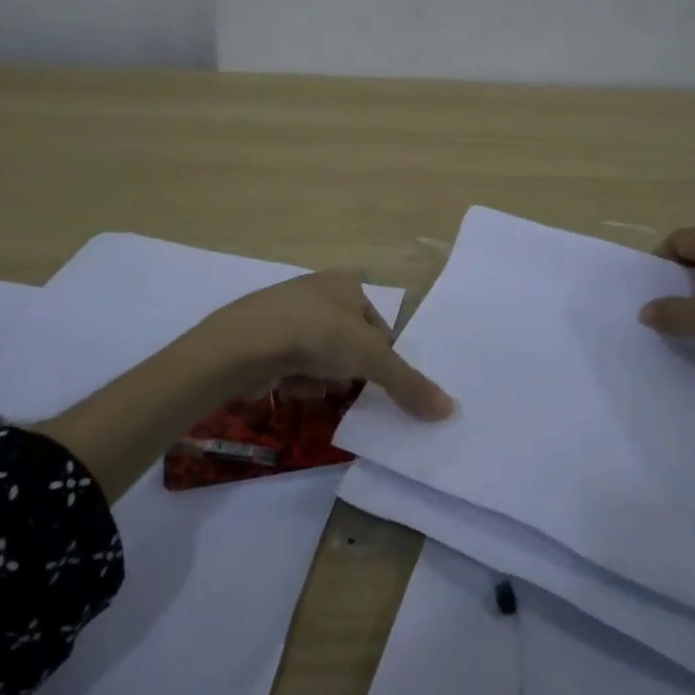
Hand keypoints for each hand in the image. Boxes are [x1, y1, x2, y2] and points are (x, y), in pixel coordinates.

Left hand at [192, 270, 454, 419]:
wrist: (244, 344)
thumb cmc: (316, 336)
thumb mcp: (372, 359)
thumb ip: (409, 384)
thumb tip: (449, 411)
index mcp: (346, 283)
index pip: (378, 325)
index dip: (381, 356)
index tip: (377, 378)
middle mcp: (317, 291)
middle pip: (349, 344)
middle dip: (349, 370)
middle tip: (347, 387)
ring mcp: (286, 314)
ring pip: (322, 358)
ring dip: (323, 379)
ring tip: (315, 386)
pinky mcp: (263, 338)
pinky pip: (293, 365)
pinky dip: (296, 380)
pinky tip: (290, 386)